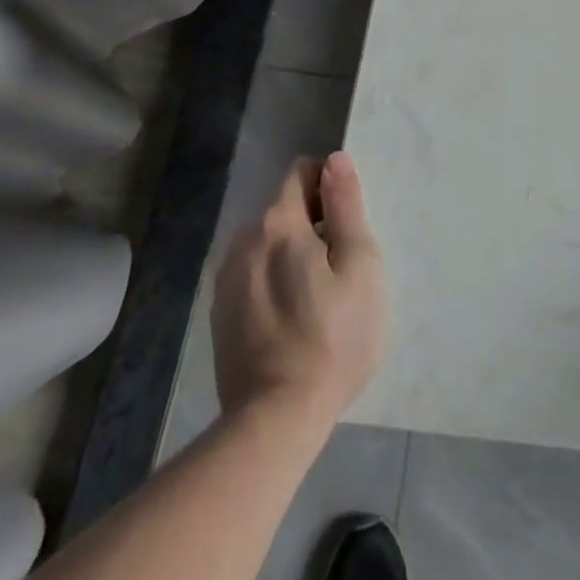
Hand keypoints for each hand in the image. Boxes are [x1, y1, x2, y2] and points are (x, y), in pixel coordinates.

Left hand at [210, 152, 386, 425]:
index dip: (329, 185)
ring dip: (292, 252)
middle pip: (284, 208)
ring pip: (267, 243)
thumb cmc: (333, 337)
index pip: (300, 172)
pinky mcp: (220, 314)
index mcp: (278, 223)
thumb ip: (346, 206)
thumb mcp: (359, 265)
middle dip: (314, 222)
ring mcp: (226, 279)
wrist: (275, 420)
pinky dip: (273, 280)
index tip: (347, 222)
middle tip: (341, 266)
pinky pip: (253, 274)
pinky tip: (292, 318)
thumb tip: (335, 159)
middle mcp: (244, 241)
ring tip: (318, 296)